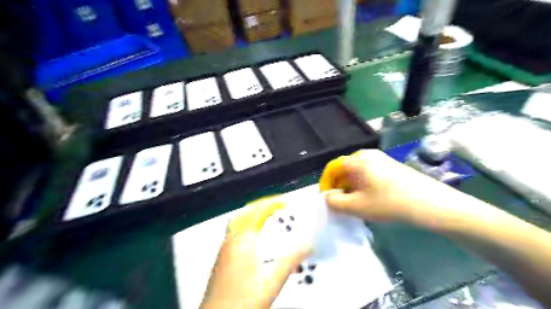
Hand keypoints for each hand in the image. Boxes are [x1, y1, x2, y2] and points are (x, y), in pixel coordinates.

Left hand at [200, 196, 311, 307]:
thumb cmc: (241, 303)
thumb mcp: (272, 281)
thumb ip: (291, 261)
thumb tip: (307, 246)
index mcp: (244, 241)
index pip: (258, 212)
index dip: (272, 204)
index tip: (284, 203)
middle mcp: (232, 241)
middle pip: (246, 213)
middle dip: (262, 205)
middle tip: (275, 207)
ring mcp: (224, 248)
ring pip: (238, 221)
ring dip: (252, 214)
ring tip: (265, 216)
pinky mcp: (221, 257)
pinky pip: (233, 231)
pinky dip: (245, 225)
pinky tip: (252, 237)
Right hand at [319, 148, 456, 224]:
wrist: (432, 204)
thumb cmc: (390, 203)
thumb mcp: (357, 206)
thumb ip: (335, 202)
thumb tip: (327, 197)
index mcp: (357, 160)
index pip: (332, 167)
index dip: (326, 183)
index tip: (327, 199)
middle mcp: (367, 155)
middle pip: (344, 169)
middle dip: (338, 186)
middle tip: (340, 204)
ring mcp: (381, 159)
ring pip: (356, 172)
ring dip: (350, 187)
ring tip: (353, 203)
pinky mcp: (391, 166)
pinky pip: (368, 173)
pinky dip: (362, 185)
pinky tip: (369, 199)